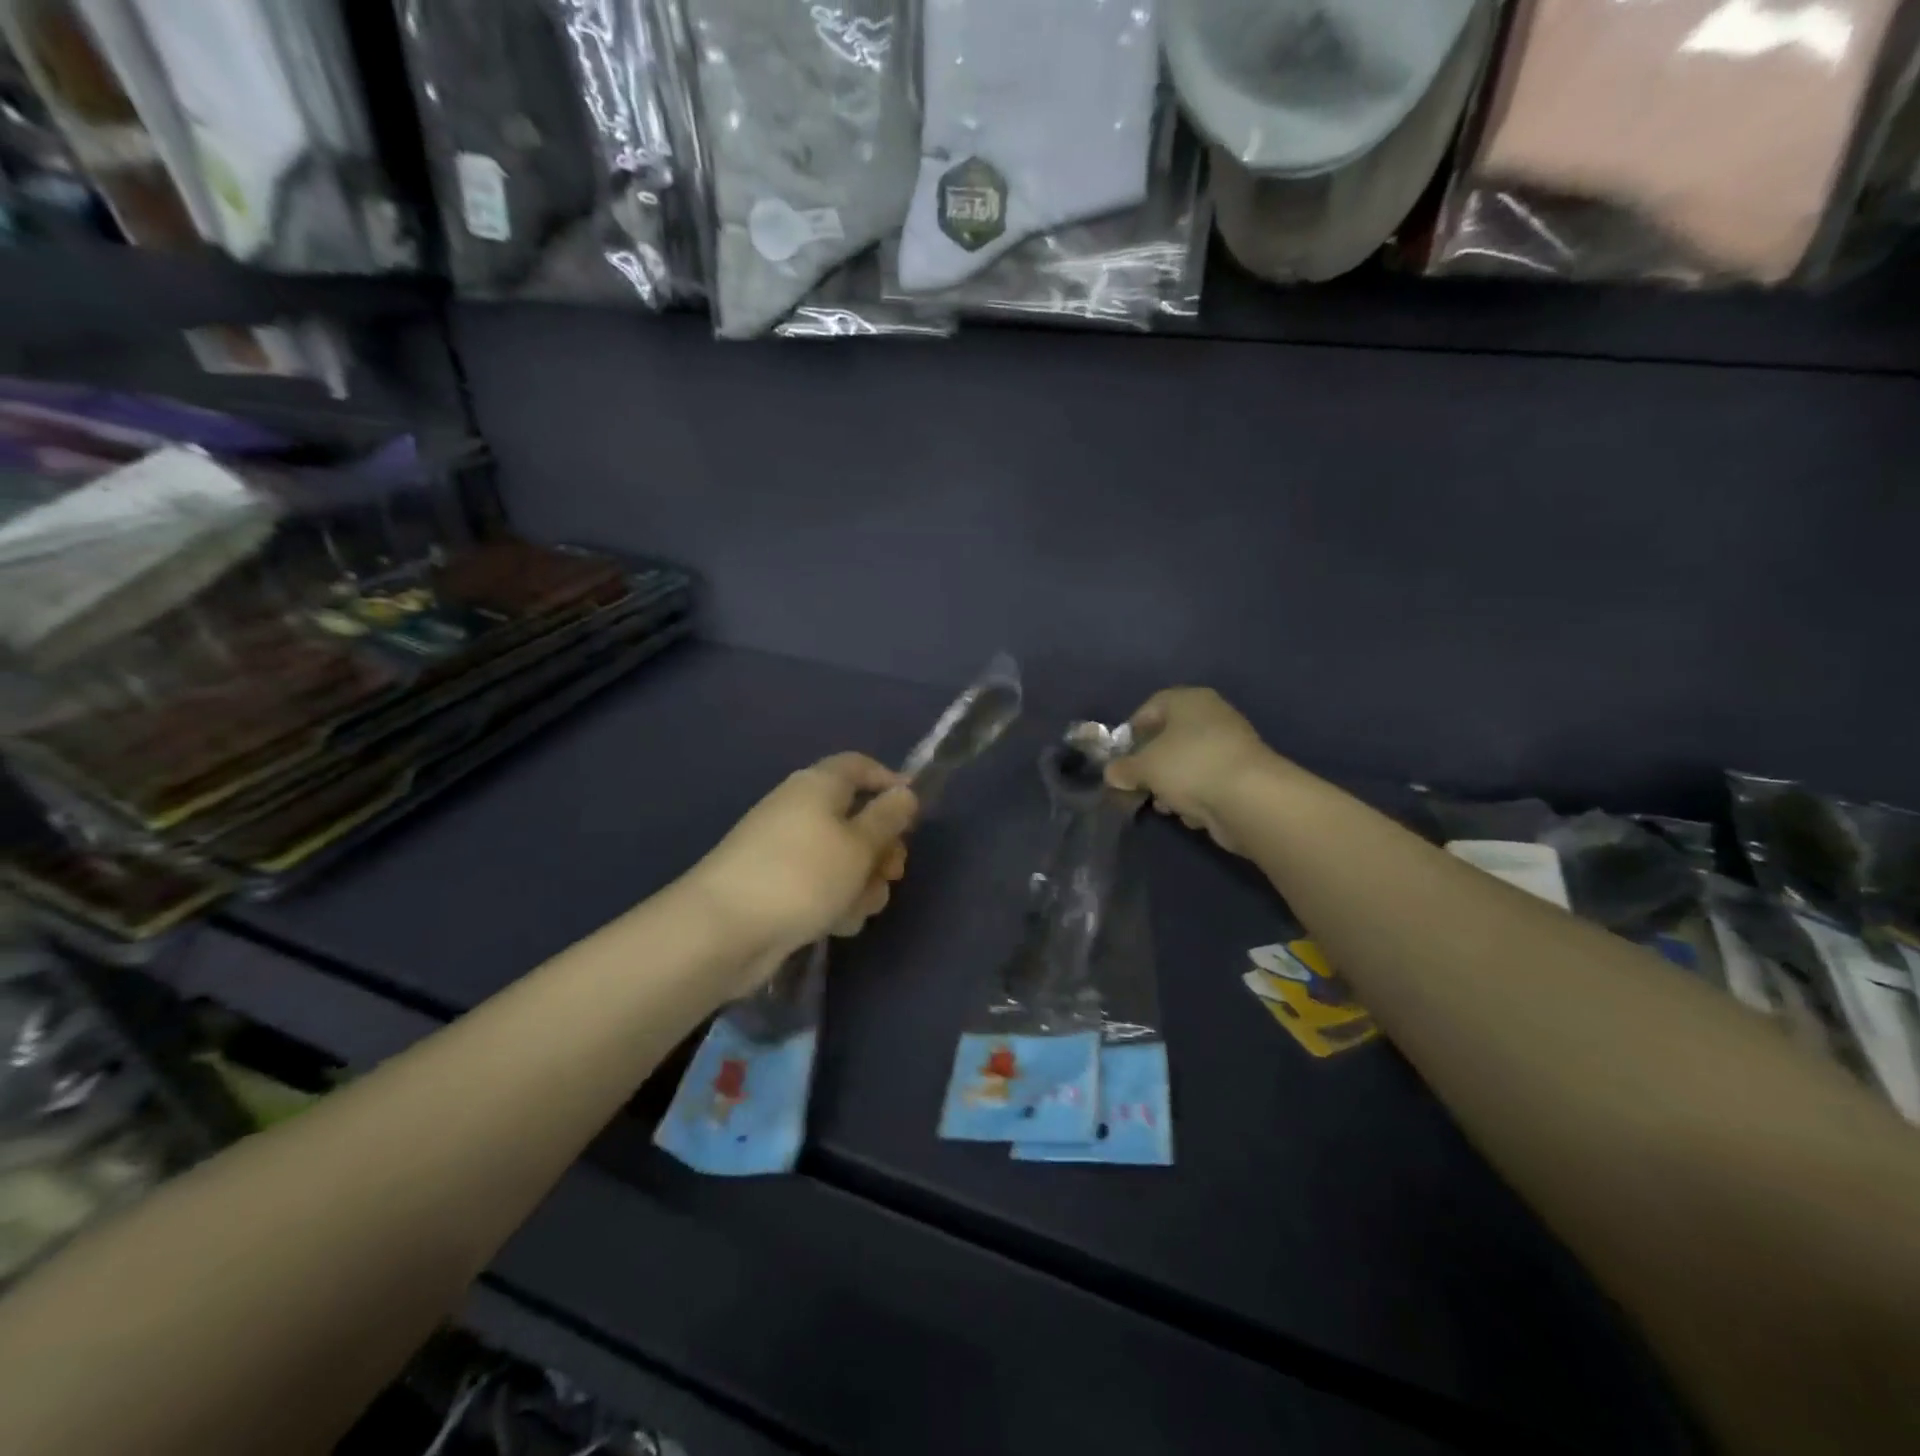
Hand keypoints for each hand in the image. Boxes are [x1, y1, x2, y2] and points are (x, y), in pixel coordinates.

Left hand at [685, 754, 917, 991]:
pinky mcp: (778, 887)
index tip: (914, 812)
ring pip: (843, 859)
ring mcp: (787, 850)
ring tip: (858, 908)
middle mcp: (801, 810)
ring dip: (862, 883)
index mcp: (819, 786)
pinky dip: (835, 902)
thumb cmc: (803, 875)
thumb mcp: (859, 844)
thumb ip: (888, 818)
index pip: (859, 766)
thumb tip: (904, 792)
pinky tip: (836, 925)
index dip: (889, 782)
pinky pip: (820, 886)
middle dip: (881, 848)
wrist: (725, 930)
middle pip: (856, 818)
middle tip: (892, 873)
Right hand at [1105, 688, 1273, 854]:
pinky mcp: (1241, 775)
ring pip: (1187, 762)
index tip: (1120, 756)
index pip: (1151, 707)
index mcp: (1188, 700)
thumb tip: (1111, 773)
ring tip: (1162, 804)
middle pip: (1169, 737)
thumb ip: (1123, 768)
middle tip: (1137, 783)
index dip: (1131, 730)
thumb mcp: (1143, 767)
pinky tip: (1190, 812)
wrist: (1249, 799)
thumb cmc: (1189, 767)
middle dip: (1150, 764)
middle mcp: (1211, 716)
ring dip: (1170, 784)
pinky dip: (1196, 795)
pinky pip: (1207, 781)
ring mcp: (1230, 745)